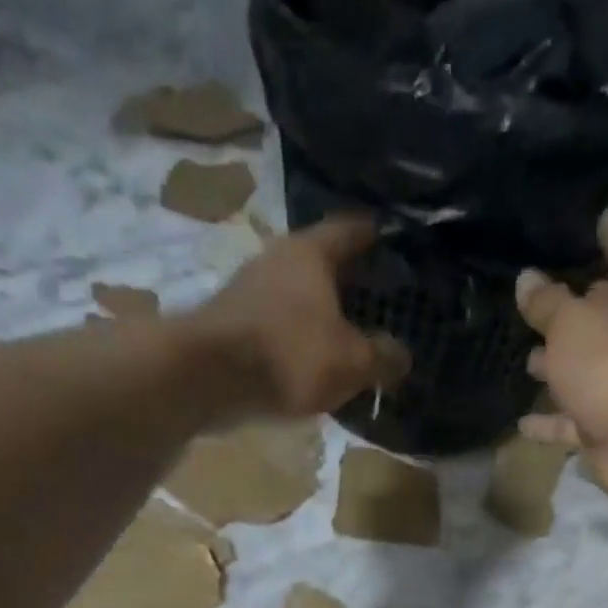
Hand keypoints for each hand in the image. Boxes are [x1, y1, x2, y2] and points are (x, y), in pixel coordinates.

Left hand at [197, 217, 408, 418]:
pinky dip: (293, 338)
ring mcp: (247, 290)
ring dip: (317, 314)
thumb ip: (382, 357)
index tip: (395, 245)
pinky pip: (274, 326)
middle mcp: (276, 258)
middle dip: (347, 282)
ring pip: (295, 296)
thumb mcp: (351, 362)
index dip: (378, 236)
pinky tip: (307, 361)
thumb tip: (402, 357)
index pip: (354, 229)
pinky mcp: (229, 324)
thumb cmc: (288, 356)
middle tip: (375, 301)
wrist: (206, 378)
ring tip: (343, 338)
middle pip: (321, 263)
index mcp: (312, 251)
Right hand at [516, 209, 607, 506]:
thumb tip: (526, 278)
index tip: (602, 217)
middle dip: (579, 308)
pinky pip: (574, 417)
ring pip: (588, 367)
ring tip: (529, 359)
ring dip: (561, 365)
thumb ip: (546, 302)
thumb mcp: (569, 322)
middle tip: (547, 299)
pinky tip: (523, 421)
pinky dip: (552, 420)